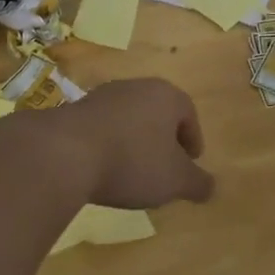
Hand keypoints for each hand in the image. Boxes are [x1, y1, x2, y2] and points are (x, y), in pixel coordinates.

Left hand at [4, 78, 215, 208]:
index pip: (188, 113)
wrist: (63, 153)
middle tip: (164, 167)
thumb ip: (197, 183)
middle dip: (163, 140)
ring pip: (128, 119)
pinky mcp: (72, 111)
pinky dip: (108, 146)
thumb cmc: (132, 161)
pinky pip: (101, 129)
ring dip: (134, 142)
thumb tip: (211, 188)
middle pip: (157, 113)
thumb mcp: (174, 180)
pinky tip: (103, 170)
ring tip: (132, 172)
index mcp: (165, 95)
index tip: (190, 163)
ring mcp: (101, 96)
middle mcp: (134, 87)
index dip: (193, 139)